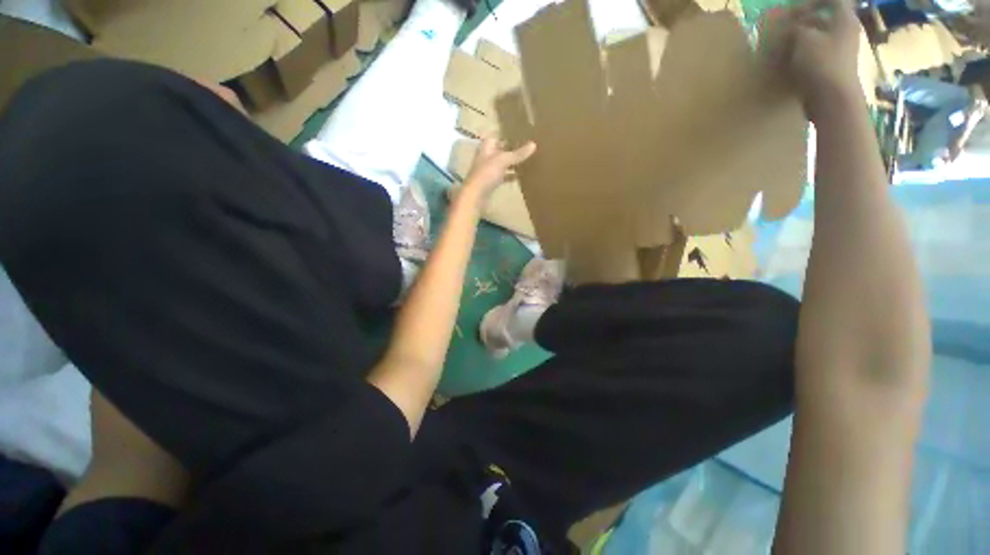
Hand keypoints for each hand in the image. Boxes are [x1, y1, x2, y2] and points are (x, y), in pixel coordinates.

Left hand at [463, 137, 536, 204]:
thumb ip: (518, 154)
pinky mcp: (491, 183)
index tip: (517, 136)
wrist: (476, 196)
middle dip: (510, 150)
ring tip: (524, 162)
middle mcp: (486, 158)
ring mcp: (488, 172)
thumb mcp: (503, 161)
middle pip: (499, 152)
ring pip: (501, 165)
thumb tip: (534, 144)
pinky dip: (509, 176)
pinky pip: (502, 177)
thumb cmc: (486, 174)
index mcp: (486, 148)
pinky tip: (519, 177)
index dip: (504, 136)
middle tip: (524, 149)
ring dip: (510, 164)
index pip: (495, 138)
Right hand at [762, 0, 861, 121]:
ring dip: (803, 38)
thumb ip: (797, 28)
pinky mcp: (833, 68)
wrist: (833, 100)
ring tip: (784, 45)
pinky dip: (804, 54)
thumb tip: (792, 28)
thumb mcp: (804, 39)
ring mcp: (841, 51)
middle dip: (806, 19)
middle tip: (786, 25)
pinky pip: (818, 54)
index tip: (796, 7)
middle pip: (826, 17)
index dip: (815, 1)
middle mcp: (846, 31)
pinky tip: (790, 62)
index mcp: (844, 19)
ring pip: (820, 36)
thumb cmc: (821, 64)